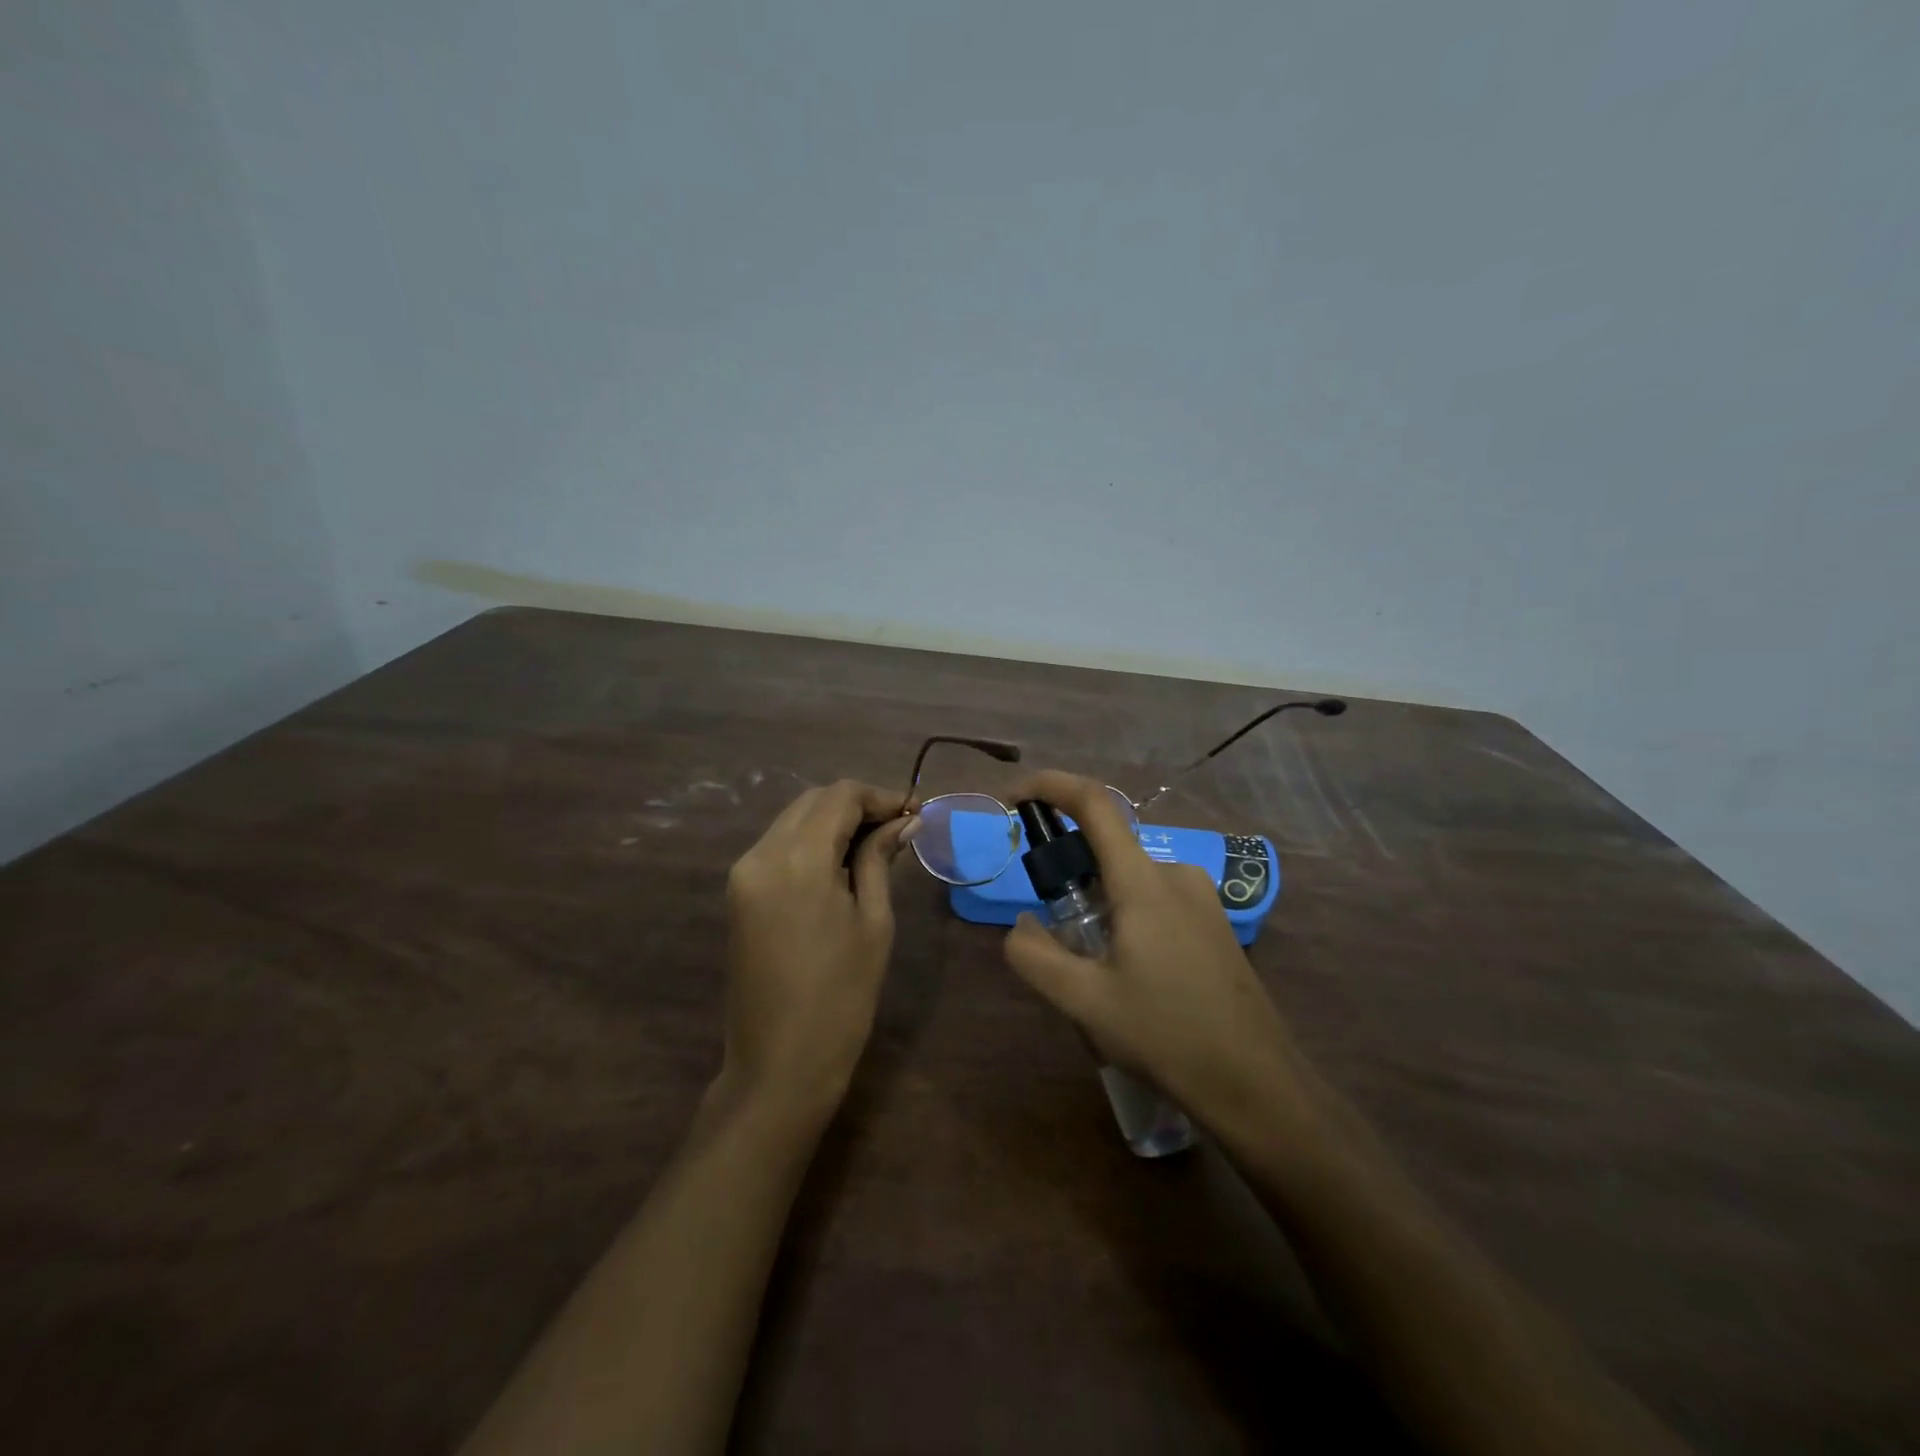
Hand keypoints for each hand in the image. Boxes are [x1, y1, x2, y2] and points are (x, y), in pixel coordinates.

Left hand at [718, 780, 909, 1125]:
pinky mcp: (738, 893)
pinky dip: (810, 842)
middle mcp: (761, 853)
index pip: (840, 796)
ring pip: (792, 820)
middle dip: (856, 805)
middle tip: (898, 828)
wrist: (779, 1065)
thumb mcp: (873, 922)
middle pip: (812, 801)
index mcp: (797, 859)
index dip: (880, 796)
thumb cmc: (841, 997)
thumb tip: (903, 822)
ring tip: (875, 844)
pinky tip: (840, 863)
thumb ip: (880, 860)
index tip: (914, 812)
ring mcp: (743, 873)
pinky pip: (777, 847)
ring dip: (832, 821)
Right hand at [1000, 771, 1307, 1129]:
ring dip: (1098, 902)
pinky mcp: (1213, 923)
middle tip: (1053, 929)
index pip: (1094, 803)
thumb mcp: (1085, 1001)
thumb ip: (1036, 956)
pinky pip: (1155, 898)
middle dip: (1069, 871)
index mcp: (1144, 882)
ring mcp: (1202, 898)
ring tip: (1092, 967)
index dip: (1050, 786)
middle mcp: (1176, 874)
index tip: (1014, 799)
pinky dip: (1125, 915)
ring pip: (1131, 878)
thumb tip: (1021, 926)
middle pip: (1108, 847)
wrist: (1257, 1084)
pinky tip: (1129, 975)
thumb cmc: (1167, 1035)